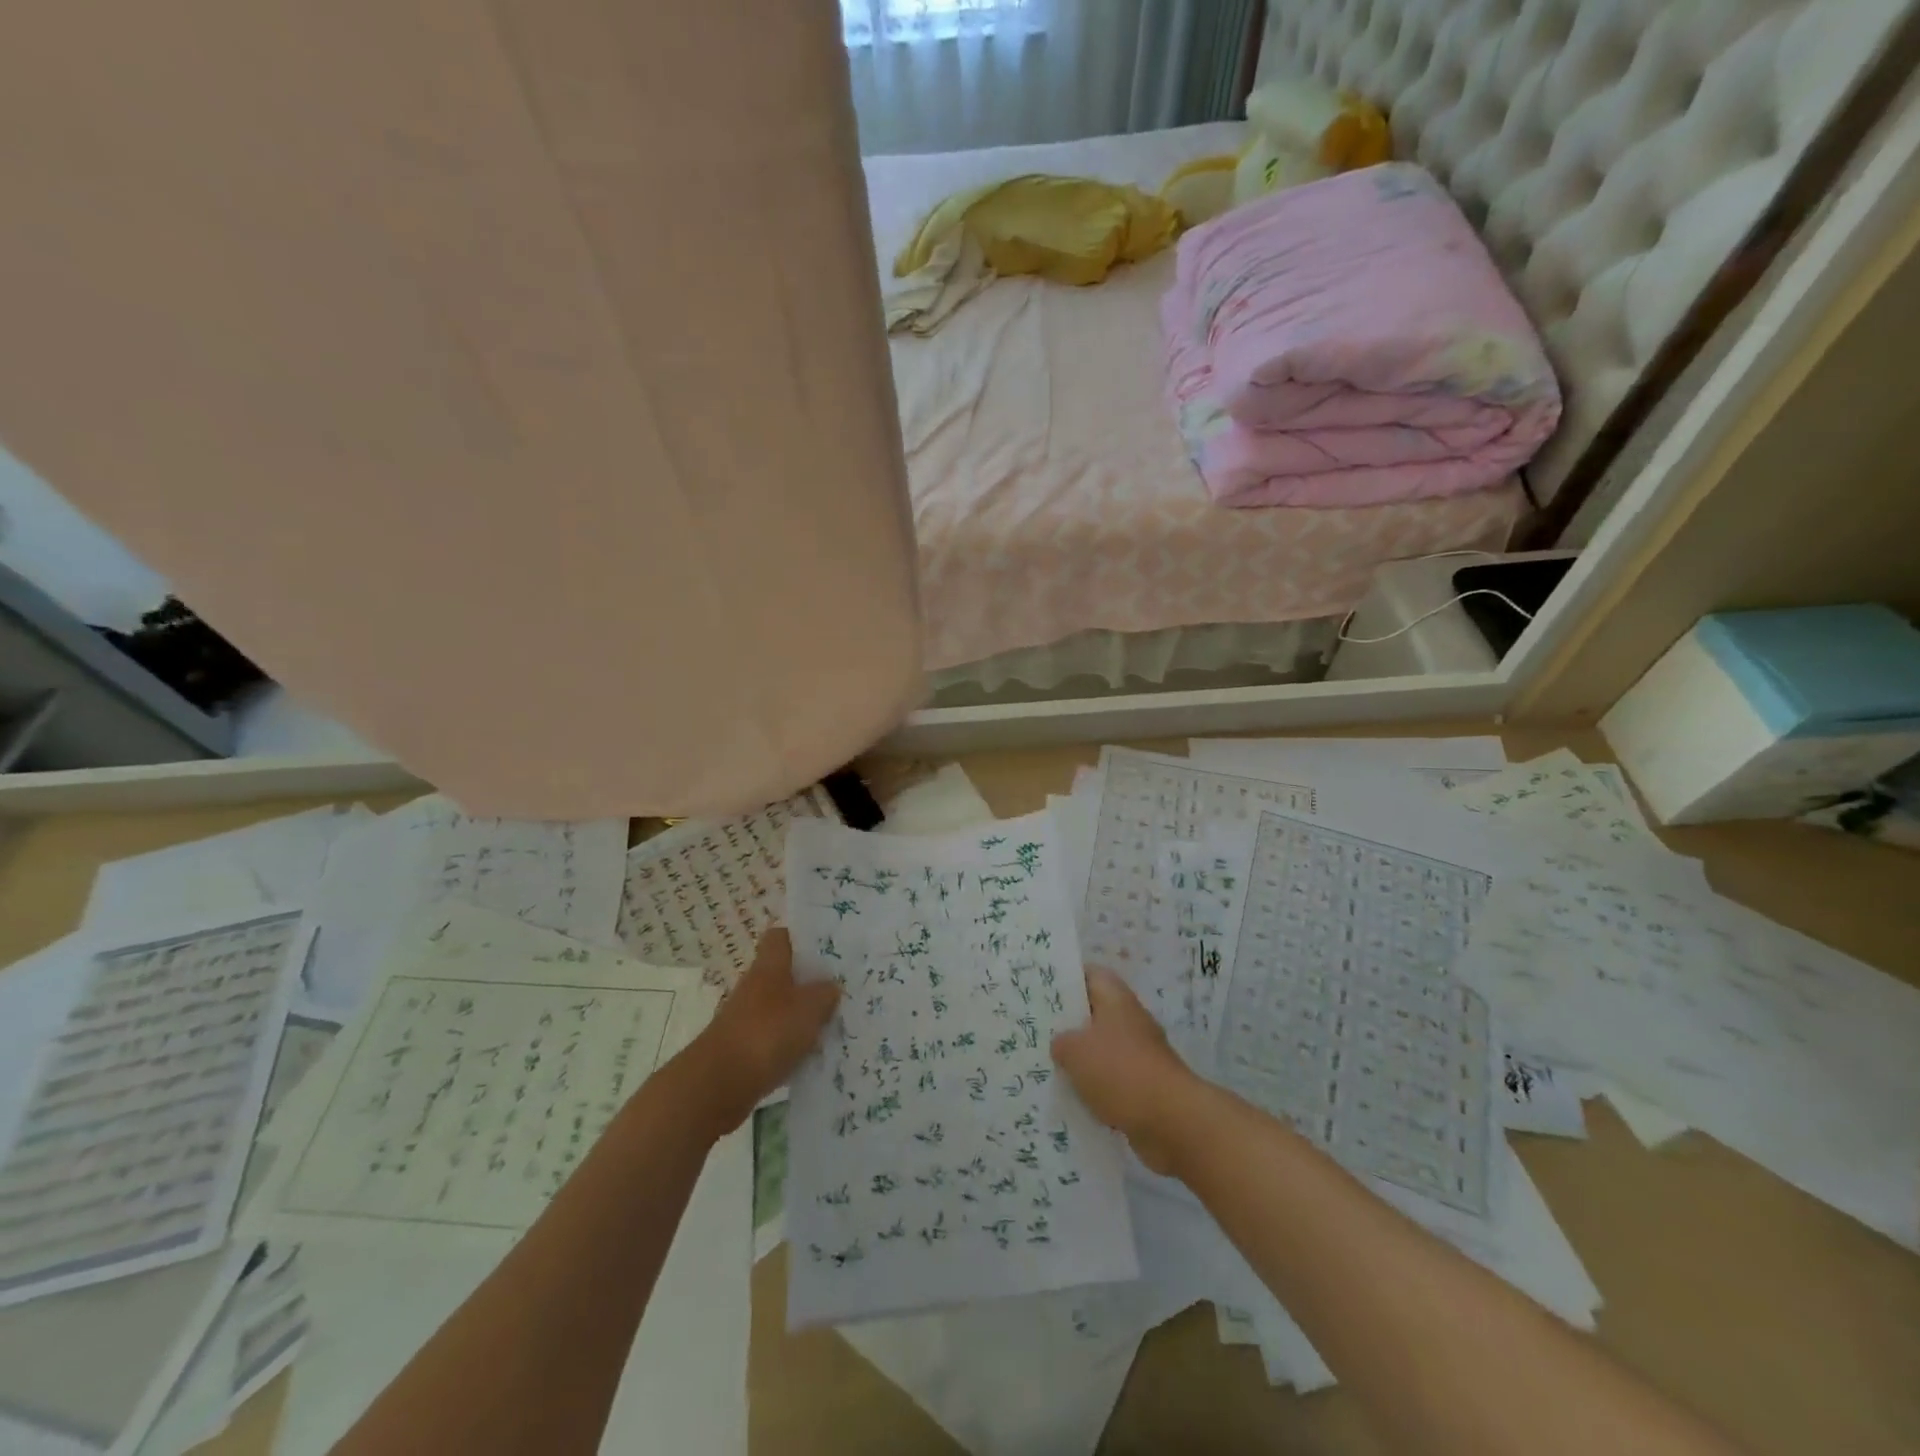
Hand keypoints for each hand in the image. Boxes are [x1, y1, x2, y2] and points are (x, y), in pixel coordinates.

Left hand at [685, 927, 838, 1135]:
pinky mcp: (744, 1050)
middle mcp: (755, 987)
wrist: (717, 1085)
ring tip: (834, 1023)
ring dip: (803, 1015)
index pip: (781, 936)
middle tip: (842, 987)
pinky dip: (792, 1044)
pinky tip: (813, 1055)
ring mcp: (747, 1019)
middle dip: (810, 981)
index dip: (801, 937)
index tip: (826, 945)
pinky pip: (775, 1039)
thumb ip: (825, 994)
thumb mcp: (809, 1007)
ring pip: (782, 1008)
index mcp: (769, 966)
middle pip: (784, 974)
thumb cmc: (766, 1033)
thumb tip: (831, 987)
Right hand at [1051, 967, 1197, 1175]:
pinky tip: (1070, 1099)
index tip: (1042, 989)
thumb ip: (1061, 1042)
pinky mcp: (1144, 1087)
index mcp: (1116, 999)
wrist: (1172, 1121)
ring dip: (1080, 1060)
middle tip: (1037, 1030)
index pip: (1091, 974)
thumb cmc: (1120, 1071)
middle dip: (1068, 1023)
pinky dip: (1094, 1088)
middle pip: (1095, 1013)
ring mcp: (1140, 1055)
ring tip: (1046, 1066)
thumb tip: (1062, 1044)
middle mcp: (1130, 1021)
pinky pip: (1111, 1081)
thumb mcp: (1075, 1051)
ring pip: (1102, 1049)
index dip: (1067, 978)